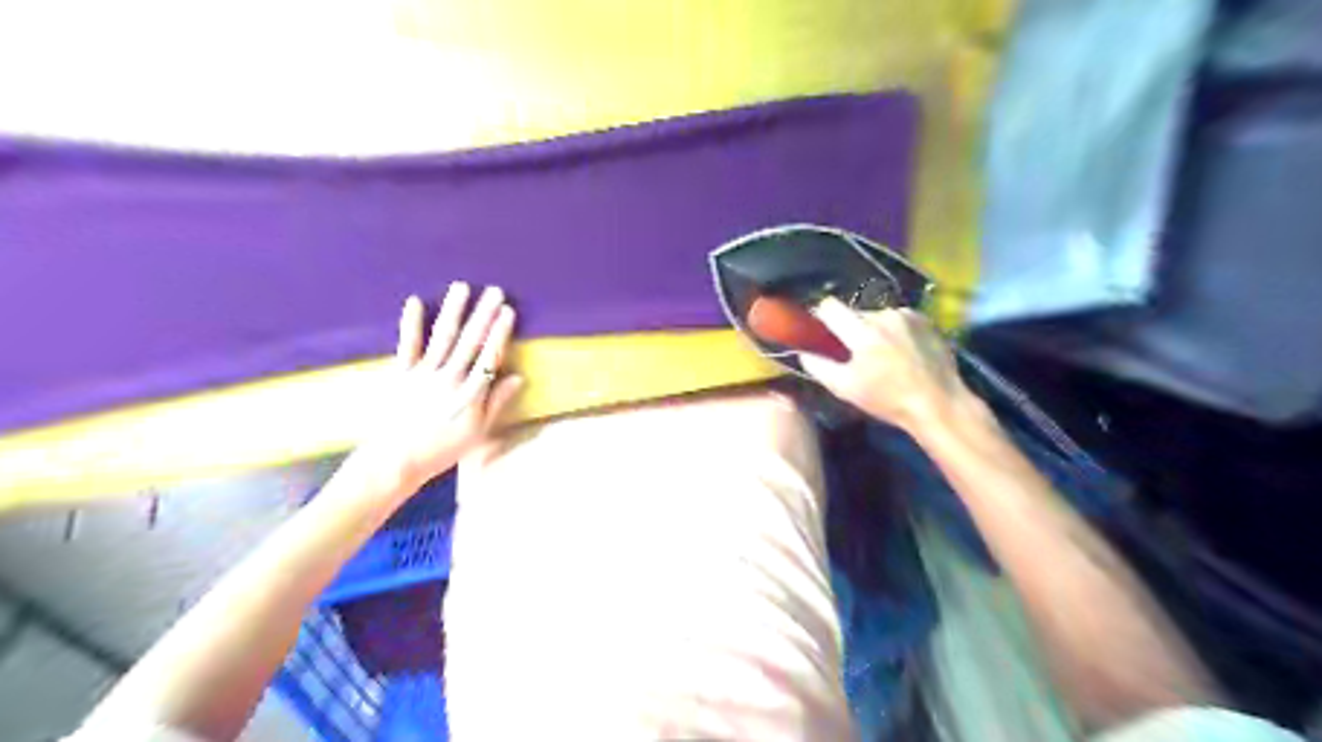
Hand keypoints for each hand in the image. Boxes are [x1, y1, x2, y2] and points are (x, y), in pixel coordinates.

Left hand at [364, 282, 529, 486]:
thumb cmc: (443, 448)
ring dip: (453, 311)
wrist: (396, 460)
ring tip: (462, 288)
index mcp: (470, 392)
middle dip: (483, 314)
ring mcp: (423, 373)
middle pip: (469, 341)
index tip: (508, 312)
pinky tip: (414, 301)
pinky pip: (407, 345)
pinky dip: (411, 323)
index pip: (489, 356)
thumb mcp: (478, 431)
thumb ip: (496, 402)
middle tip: (495, 291)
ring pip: (442, 336)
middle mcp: (449, 377)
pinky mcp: (401, 374)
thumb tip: (518, 378)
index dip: (499, 332)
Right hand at [793, 295, 968, 433]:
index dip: (820, 316)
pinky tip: (900, 351)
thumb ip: (818, 367)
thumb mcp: (846, 388)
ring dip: (873, 330)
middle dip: (849, 329)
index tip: (819, 330)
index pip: (830, 306)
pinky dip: (893, 331)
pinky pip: (898, 319)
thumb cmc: (889, 399)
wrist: (939, 403)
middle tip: (853, 353)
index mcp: (863, 331)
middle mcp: (885, 316)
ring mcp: (908, 316)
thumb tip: (803, 352)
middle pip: (854, 312)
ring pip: (877, 316)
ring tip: (880, 354)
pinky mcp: (926, 320)